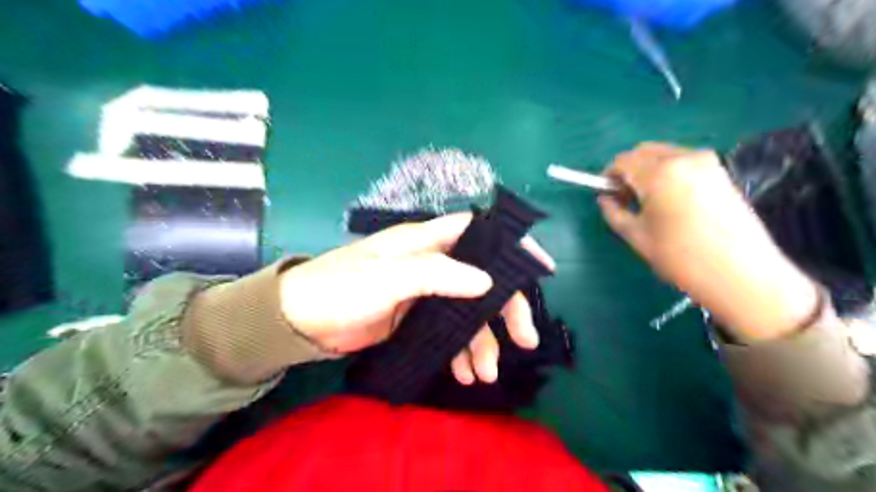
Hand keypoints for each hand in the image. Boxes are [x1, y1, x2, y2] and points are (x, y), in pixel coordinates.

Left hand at [278, 214, 552, 386]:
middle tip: (524, 339)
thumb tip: (486, 282)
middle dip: (506, 309)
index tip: (541, 267)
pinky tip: (461, 373)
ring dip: (481, 341)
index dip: (511, 244)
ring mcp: (426, 294)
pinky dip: (458, 352)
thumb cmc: (341, 287)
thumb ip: (436, 275)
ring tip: (484, 374)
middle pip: (483, 280)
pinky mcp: (417, 319)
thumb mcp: (388, 277)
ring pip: (468, 312)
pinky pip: (449, 333)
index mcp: (426, 242)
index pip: (479, 231)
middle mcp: (433, 264)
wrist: (300, 320)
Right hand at [600, 142, 818, 340]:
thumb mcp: (636, 237)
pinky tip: (670, 201)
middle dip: (629, 170)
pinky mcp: (722, 173)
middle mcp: (684, 158)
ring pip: (665, 155)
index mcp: (659, 173)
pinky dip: (669, 174)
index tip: (606, 193)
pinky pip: (685, 163)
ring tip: (648, 201)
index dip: (609, 175)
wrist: (741, 274)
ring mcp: (707, 163)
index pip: (623, 161)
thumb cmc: (680, 257)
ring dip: (649, 171)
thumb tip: (605, 200)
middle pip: (645, 151)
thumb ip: (614, 213)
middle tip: (625, 197)